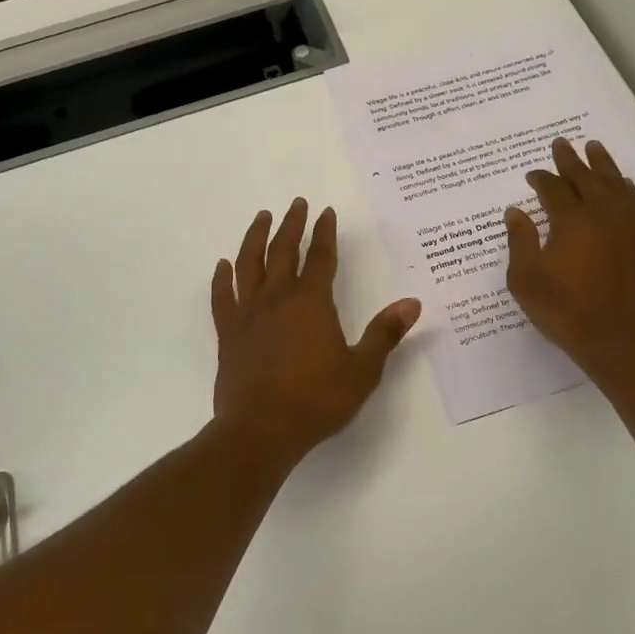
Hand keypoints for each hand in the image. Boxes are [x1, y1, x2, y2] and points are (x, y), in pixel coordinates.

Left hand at [211, 199, 420, 462]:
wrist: (260, 430)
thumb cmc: (316, 400)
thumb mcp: (362, 370)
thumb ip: (385, 333)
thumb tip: (412, 302)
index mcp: (312, 302)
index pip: (321, 257)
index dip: (325, 232)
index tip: (325, 212)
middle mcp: (278, 298)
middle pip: (283, 251)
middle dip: (291, 224)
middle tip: (295, 203)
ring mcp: (248, 314)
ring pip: (249, 264)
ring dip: (255, 238)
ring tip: (261, 217)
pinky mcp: (228, 333)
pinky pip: (223, 297)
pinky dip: (222, 278)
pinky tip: (222, 266)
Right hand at [505, 139, 634, 388]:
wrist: (628, 343)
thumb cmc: (569, 313)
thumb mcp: (527, 282)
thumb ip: (520, 242)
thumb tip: (516, 212)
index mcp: (572, 220)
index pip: (553, 189)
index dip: (541, 179)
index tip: (533, 174)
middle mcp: (605, 214)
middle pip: (586, 177)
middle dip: (571, 160)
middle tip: (562, 144)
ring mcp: (634, 227)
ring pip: (617, 185)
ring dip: (603, 165)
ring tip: (595, 149)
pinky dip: (627, 190)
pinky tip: (624, 188)